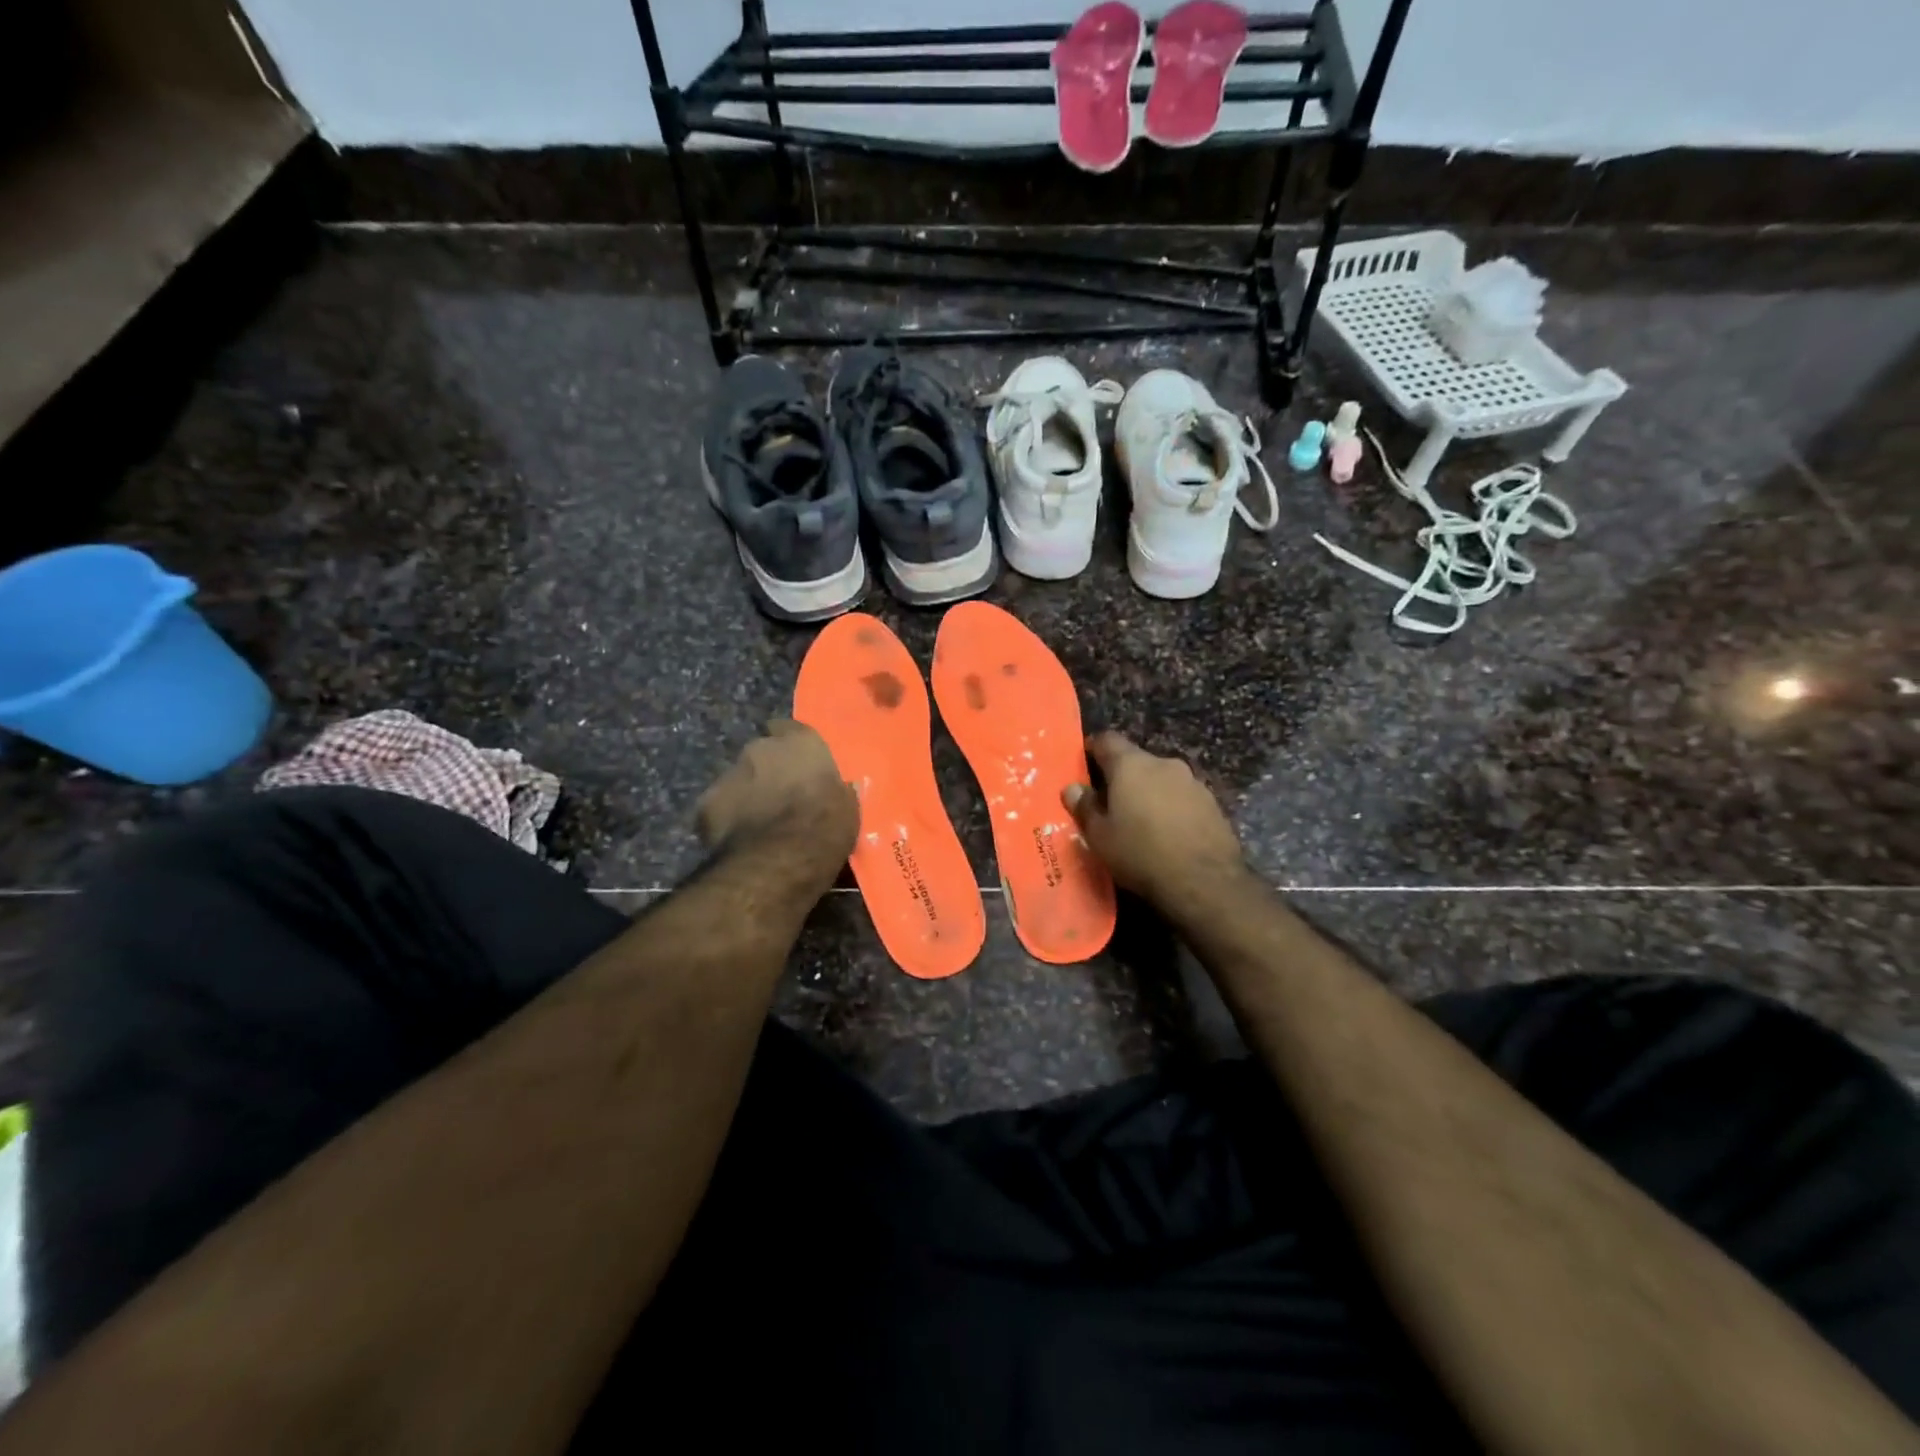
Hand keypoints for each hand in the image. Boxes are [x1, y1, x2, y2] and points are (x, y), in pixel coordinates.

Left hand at [696, 721, 858, 890]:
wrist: (778, 861)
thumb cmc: (824, 828)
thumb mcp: (848, 809)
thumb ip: (838, 790)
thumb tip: (842, 787)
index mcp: (800, 743)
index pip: (790, 728)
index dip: (791, 745)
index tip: (796, 761)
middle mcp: (761, 748)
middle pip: (761, 753)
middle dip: (767, 769)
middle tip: (779, 795)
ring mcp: (729, 773)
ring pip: (738, 779)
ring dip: (747, 793)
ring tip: (757, 821)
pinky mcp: (705, 803)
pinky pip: (718, 806)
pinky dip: (727, 817)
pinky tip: (737, 839)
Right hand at [1064, 731, 1247, 908]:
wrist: (1205, 882)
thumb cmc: (1140, 854)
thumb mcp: (1099, 837)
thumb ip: (1084, 807)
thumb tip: (1072, 788)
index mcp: (1131, 765)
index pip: (1108, 740)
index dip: (1094, 749)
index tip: (1084, 764)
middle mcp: (1164, 764)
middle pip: (1137, 760)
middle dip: (1122, 777)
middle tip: (1110, 803)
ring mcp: (1193, 782)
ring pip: (1162, 779)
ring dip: (1150, 793)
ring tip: (1141, 822)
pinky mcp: (1213, 804)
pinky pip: (1183, 798)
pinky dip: (1172, 808)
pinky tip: (1169, 834)